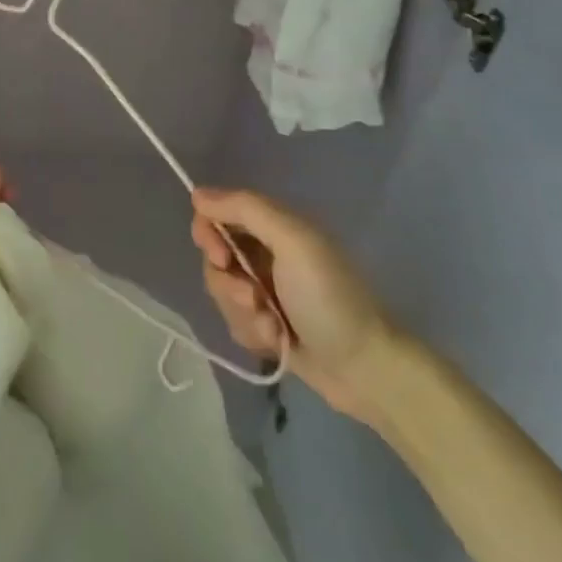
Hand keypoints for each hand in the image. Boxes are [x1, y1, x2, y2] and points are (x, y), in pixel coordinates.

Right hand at [191, 186, 397, 424]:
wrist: (364, 369)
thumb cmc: (329, 298)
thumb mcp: (293, 241)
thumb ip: (245, 209)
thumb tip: (197, 193)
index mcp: (275, 226)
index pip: (217, 214)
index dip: (208, 233)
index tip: (221, 256)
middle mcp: (266, 253)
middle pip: (215, 256)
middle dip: (227, 282)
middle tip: (253, 298)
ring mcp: (265, 291)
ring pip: (222, 292)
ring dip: (242, 312)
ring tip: (273, 327)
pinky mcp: (265, 325)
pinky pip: (234, 321)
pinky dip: (251, 332)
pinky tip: (276, 341)